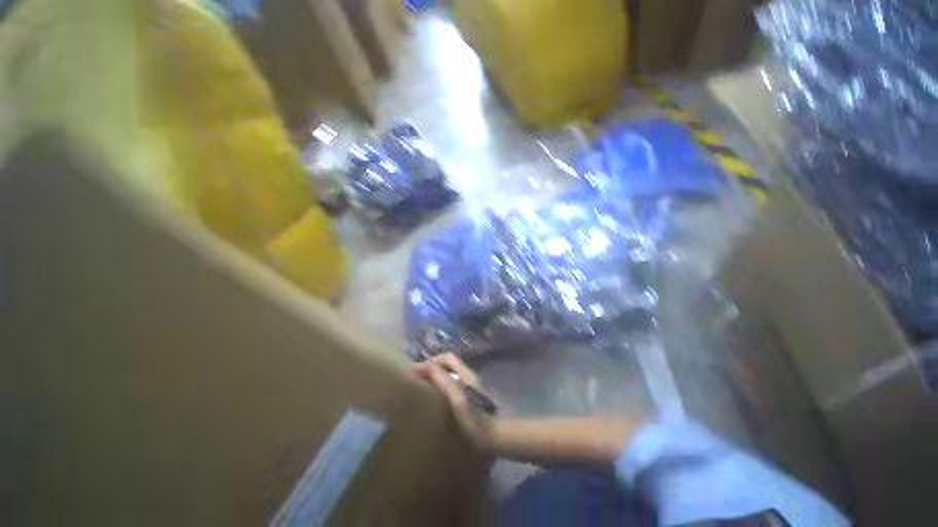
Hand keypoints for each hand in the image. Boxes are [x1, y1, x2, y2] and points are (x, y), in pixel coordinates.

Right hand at [412, 353, 497, 450]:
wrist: (496, 436)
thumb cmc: (475, 419)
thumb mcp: (456, 399)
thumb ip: (443, 380)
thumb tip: (426, 365)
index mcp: (465, 374)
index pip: (447, 358)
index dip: (431, 361)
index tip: (414, 371)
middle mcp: (468, 376)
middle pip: (448, 363)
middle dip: (432, 366)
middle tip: (416, 377)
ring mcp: (470, 386)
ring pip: (450, 373)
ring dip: (436, 374)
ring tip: (423, 385)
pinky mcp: (469, 397)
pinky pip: (452, 383)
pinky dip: (441, 383)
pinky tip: (436, 396)